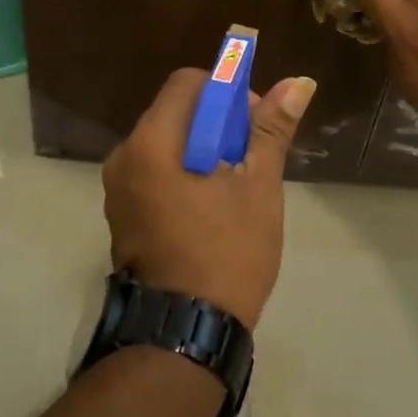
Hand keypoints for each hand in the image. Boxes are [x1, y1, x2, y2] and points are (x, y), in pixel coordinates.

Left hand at [101, 66, 315, 328]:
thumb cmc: (226, 253)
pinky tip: (211, 204)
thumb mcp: (257, 186)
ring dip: (202, 147)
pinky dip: (183, 171)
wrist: (184, 334)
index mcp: (152, 142)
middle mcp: (125, 156)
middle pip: (175, 111)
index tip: (253, 123)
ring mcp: (118, 188)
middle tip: (250, 156)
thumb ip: (271, 129)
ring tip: (235, 184)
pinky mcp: (122, 214)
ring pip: (167, 142)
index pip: (187, 83)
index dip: (226, 91)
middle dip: (217, 121)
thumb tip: (299, 82)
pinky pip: (155, 171)